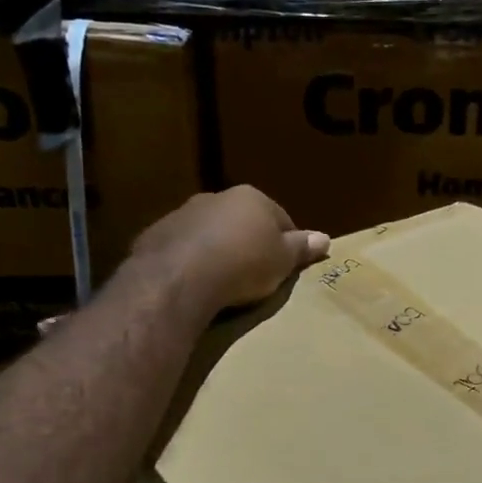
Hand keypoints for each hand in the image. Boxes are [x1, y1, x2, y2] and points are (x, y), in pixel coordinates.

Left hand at [132, 187, 329, 314]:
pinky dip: (191, 262)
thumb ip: (302, 248)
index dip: (287, 244)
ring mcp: (183, 214)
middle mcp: (217, 198)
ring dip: (218, 250)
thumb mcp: (283, 260)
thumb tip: (325, 238)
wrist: (180, 278)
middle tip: (256, 276)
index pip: (280, 218)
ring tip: (224, 283)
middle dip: (249, 243)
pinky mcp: (156, 235)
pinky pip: (183, 248)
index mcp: (252, 198)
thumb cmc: (244, 264)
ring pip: (210, 232)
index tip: (287, 267)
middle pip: (242, 221)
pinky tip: (196, 284)